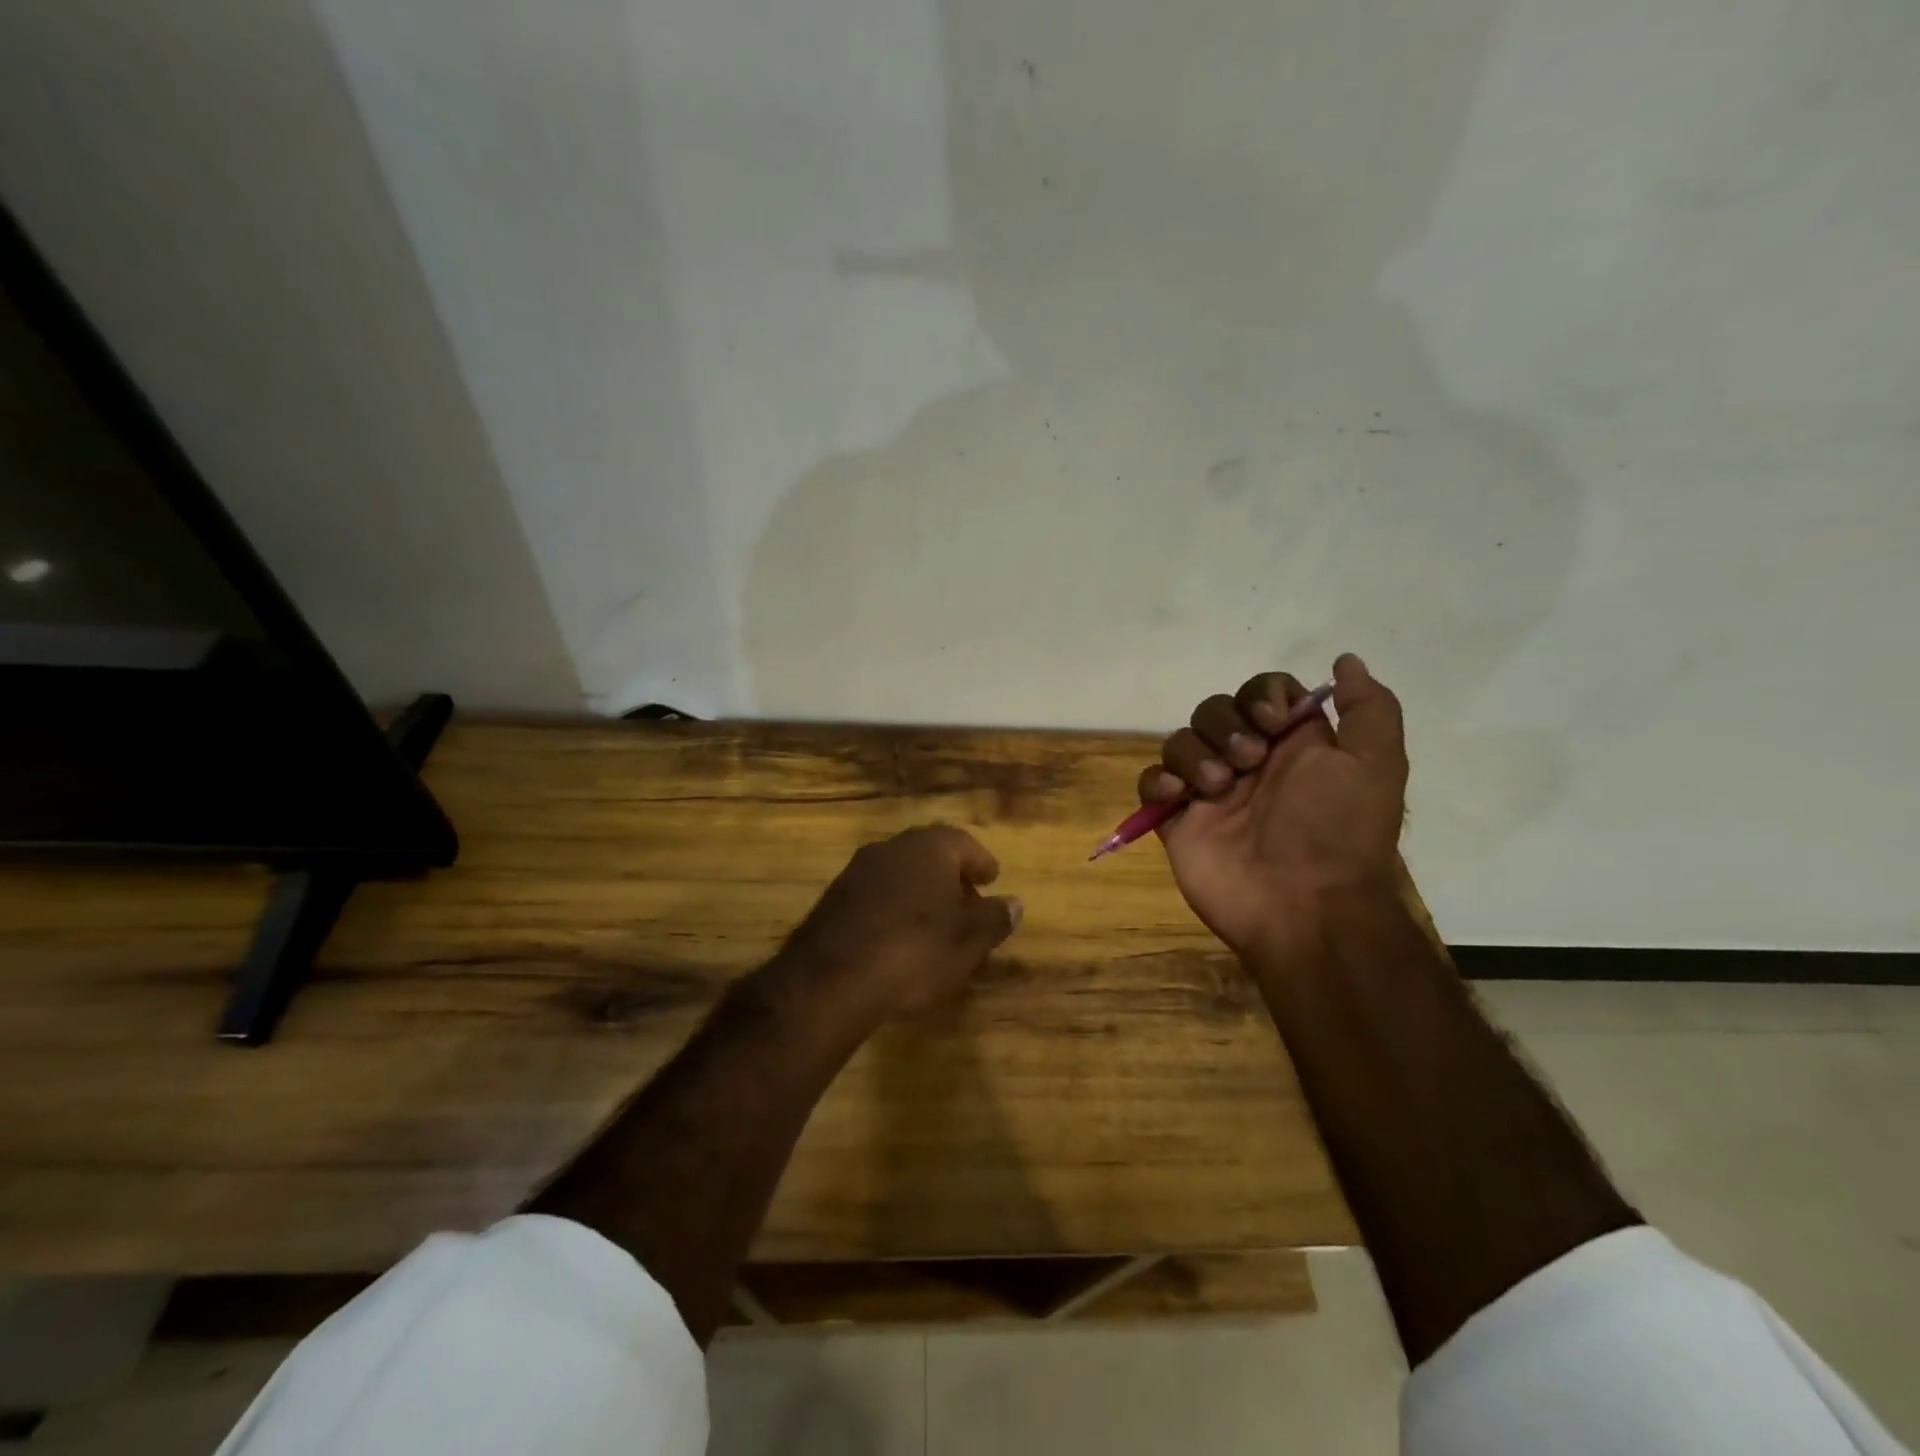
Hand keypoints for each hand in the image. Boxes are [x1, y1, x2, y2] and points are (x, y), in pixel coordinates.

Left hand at [779, 824, 1021, 1021]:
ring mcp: (857, 870)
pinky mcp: (833, 898)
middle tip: (967, 903)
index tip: (991, 880)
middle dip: (951, 877)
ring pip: (900, 873)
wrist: (833, 978)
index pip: (963, 843)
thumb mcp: (968, 941)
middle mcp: (892, 847)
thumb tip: (1014, 904)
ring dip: (920, 892)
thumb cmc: (916, 950)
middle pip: (930, 855)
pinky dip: (893, 907)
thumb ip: (995, 918)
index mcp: (929, 847)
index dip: (981, 862)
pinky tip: (898, 937)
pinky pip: (876, 894)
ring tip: (935, 924)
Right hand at [1139, 654, 1406, 958]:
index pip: (1263, 693)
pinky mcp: (1177, 820)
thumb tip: (1345, 659)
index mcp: (1293, 746)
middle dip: (1226, 726)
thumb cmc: (1337, 831)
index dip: (1261, 696)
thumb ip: (1368, 708)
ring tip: (1216, 789)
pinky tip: (1179, 796)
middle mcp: (1249, 763)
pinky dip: (1158, 781)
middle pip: (1216, 710)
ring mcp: (1210, 792)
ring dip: (1195, 754)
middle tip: (1247, 762)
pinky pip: (1152, 782)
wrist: (1303, 907)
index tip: (1273, 722)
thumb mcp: (1375, 764)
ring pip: (1180, 741)